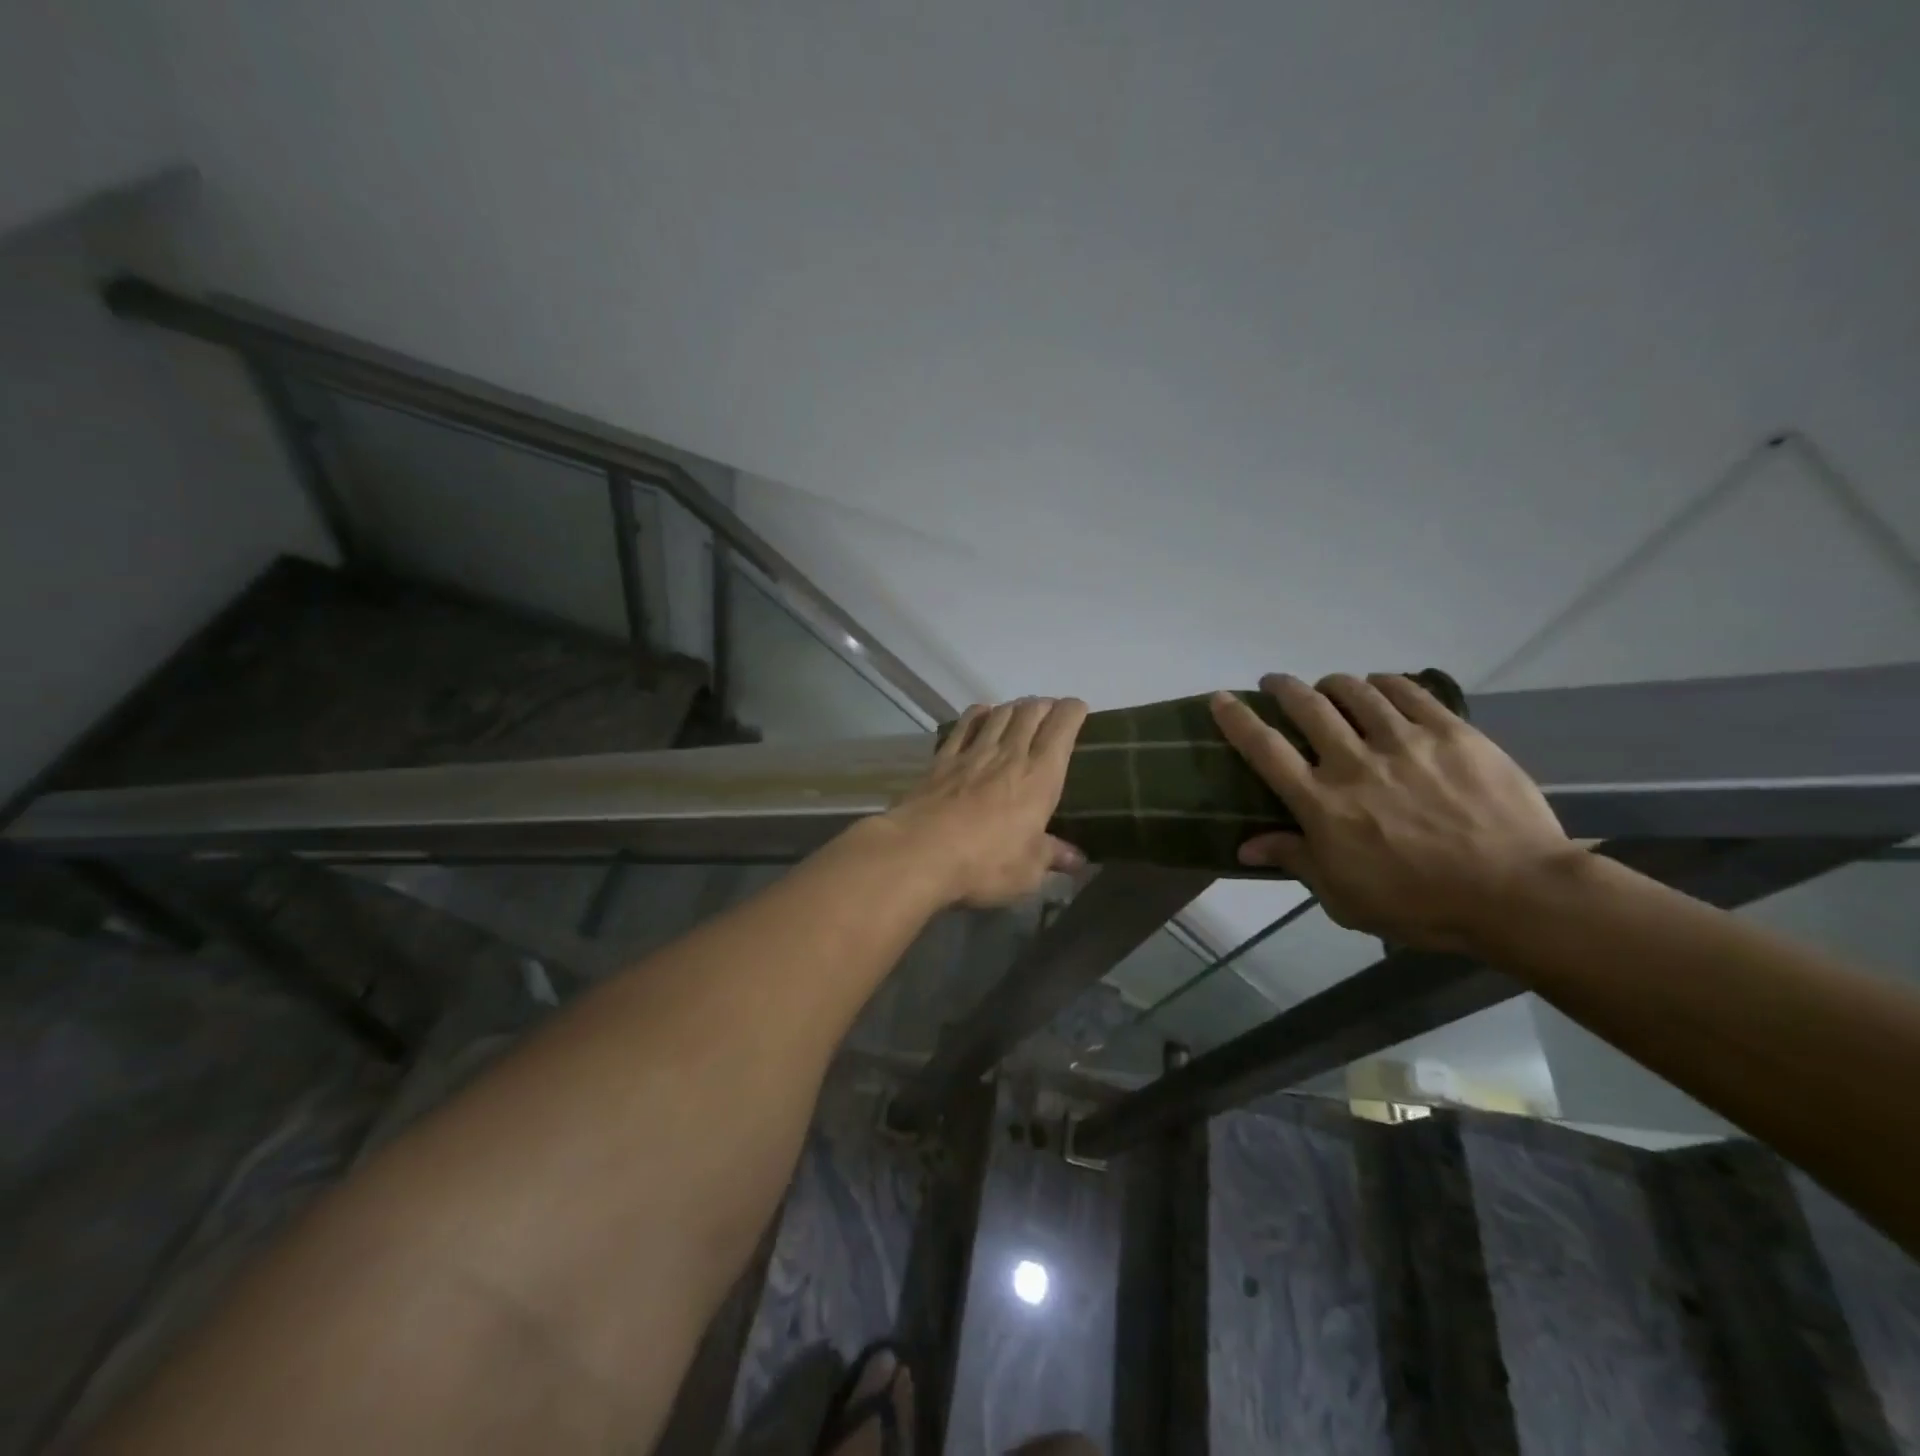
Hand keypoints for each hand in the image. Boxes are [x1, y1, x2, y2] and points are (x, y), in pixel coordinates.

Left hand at [881, 697, 1088, 907]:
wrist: (921, 851)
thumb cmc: (985, 863)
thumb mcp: (1028, 870)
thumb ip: (1051, 856)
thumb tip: (1077, 860)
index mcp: (1041, 777)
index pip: (1062, 728)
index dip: (1073, 711)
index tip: (1079, 709)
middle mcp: (1010, 754)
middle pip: (1030, 712)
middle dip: (1045, 705)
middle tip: (1050, 711)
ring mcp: (973, 752)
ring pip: (1000, 713)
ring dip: (1014, 706)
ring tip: (1021, 711)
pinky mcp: (943, 759)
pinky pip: (964, 725)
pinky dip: (978, 714)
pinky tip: (981, 714)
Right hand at [1211, 673, 1575, 952]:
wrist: (1518, 894)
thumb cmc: (1420, 904)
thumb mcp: (1344, 897)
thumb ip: (1296, 860)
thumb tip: (1246, 845)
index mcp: (1322, 804)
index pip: (1265, 750)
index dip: (1237, 719)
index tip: (1220, 698)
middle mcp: (1354, 763)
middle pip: (1307, 707)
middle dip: (1283, 688)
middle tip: (1276, 684)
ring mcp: (1405, 742)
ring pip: (1355, 691)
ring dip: (1332, 683)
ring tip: (1329, 685)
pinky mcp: (1452, 733)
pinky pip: (1408, 692)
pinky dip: (1384, 683)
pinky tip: (1379, 686)